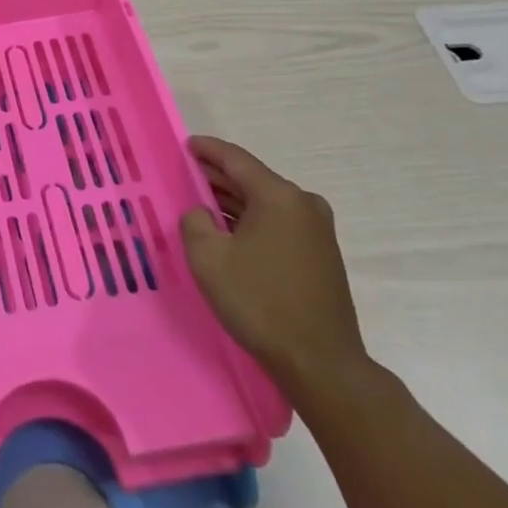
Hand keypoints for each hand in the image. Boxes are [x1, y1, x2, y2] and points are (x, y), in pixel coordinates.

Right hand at [180, 136, 369, 398]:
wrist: (321, 363)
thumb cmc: (260, 302)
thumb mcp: (208, 257)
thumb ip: (195, 221)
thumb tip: (202, 214)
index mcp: (279, 196)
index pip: (236, 159)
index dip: (207, 150)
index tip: (186, 144)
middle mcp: (303, 204)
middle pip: (252, 179)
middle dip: (218, 177)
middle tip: (186, 174)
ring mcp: (317, 230)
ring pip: (265, 203)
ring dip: (234, 202)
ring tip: (201, 203)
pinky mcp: (321, 255)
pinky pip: (278, 223)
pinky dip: (251, 221)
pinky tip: (230, 232)